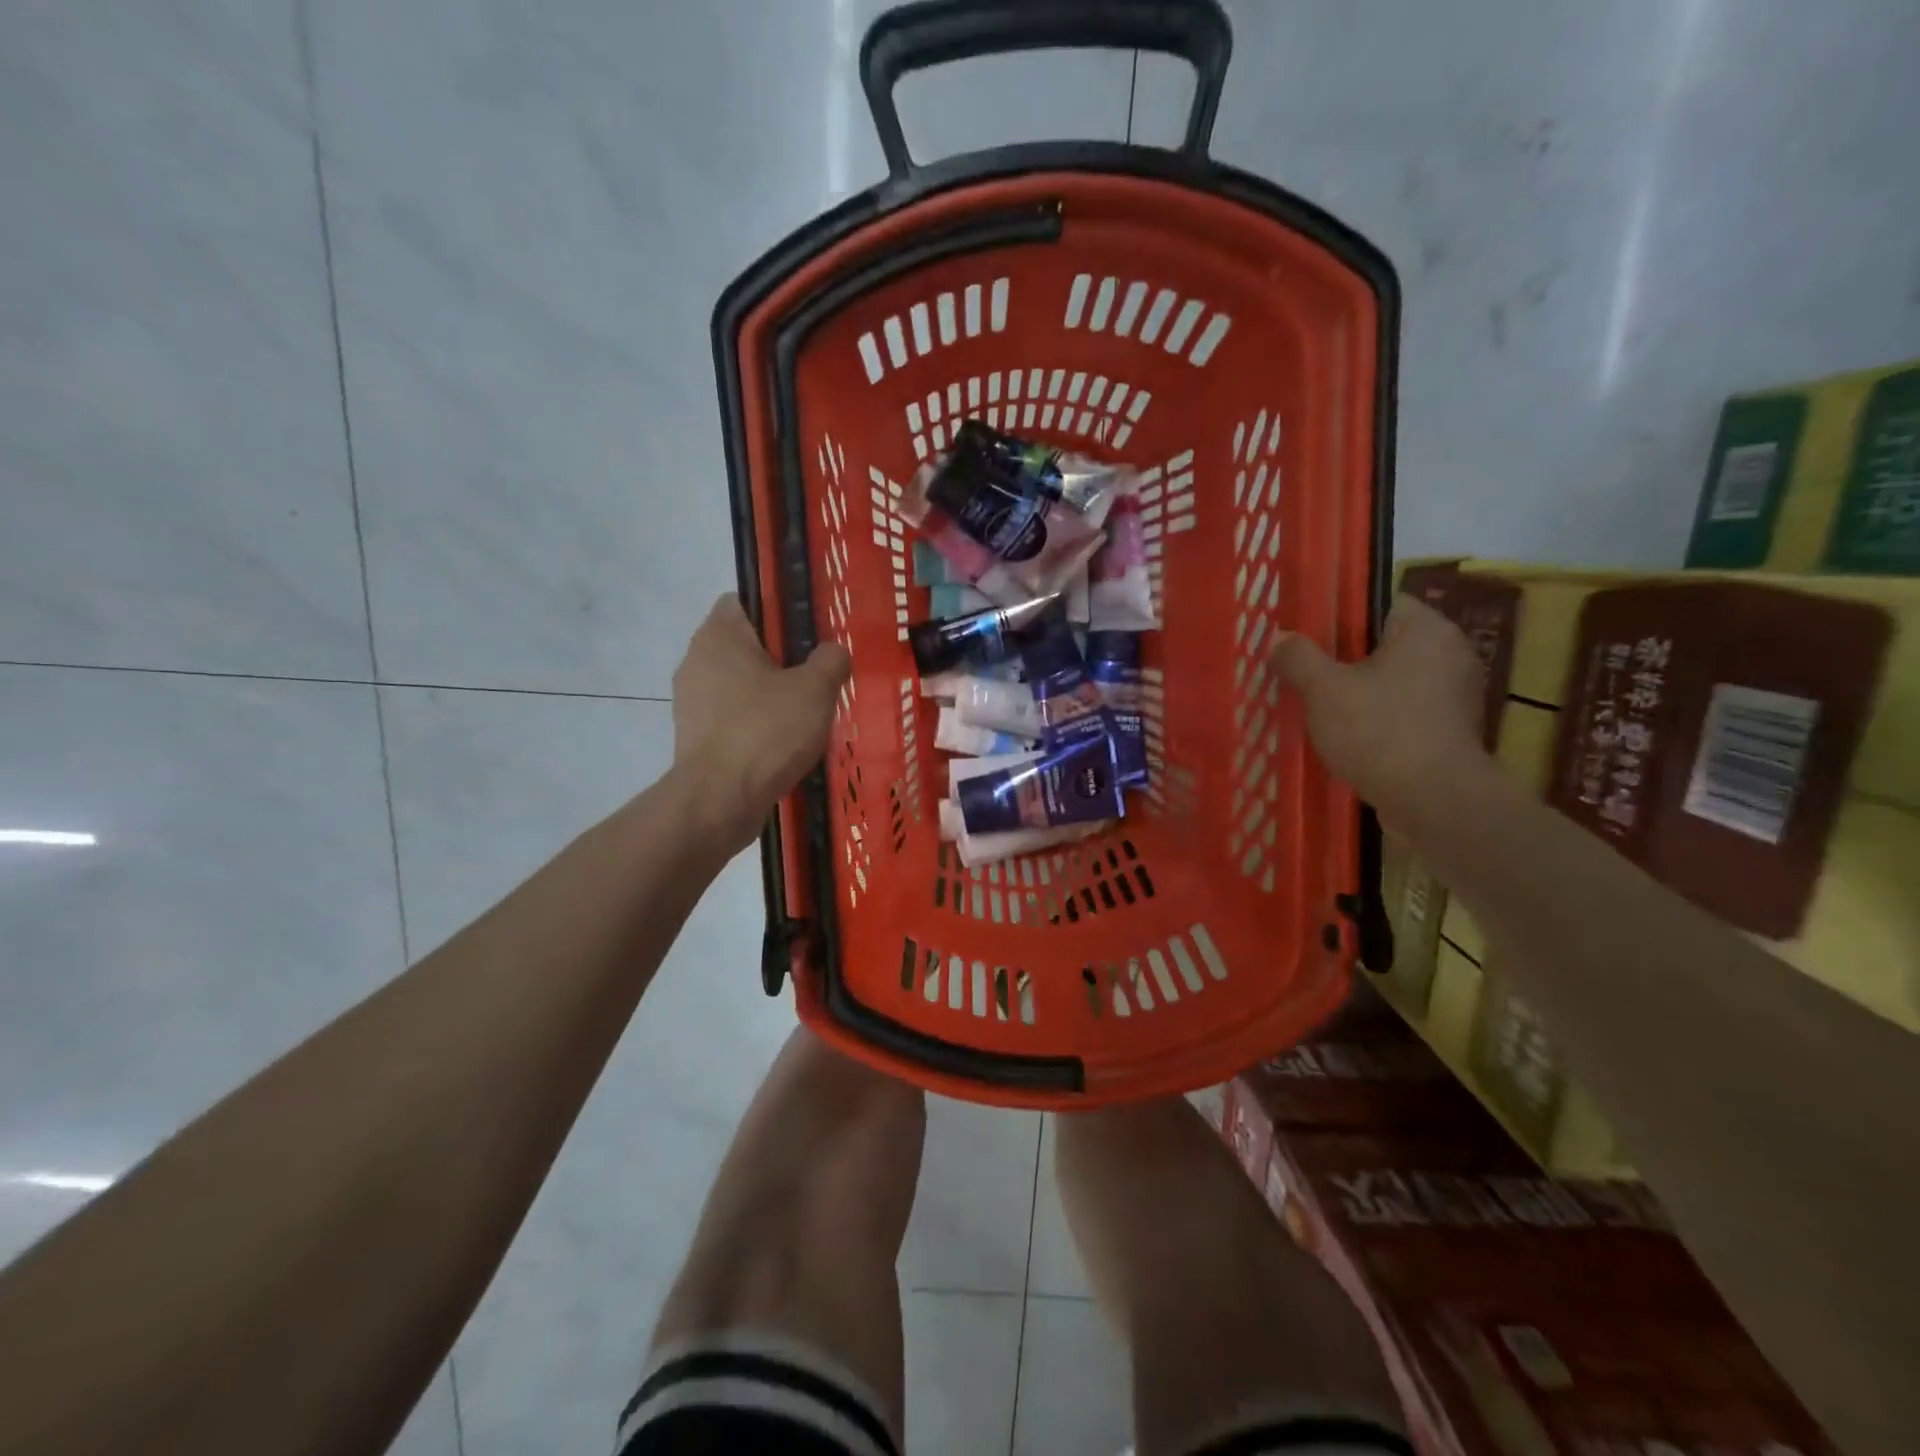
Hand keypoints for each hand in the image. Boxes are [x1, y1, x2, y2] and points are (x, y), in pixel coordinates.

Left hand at [671, 595, 851, 853]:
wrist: (720, 800)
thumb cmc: (767, 731)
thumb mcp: (816, 689)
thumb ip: (830, 661)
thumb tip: (832, 652)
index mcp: (720, 635)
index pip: (744, 600)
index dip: (777, 610)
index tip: (807, 633)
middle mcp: (697, 660)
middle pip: (743, 645)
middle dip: (779, 658)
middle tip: (817, 676)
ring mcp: (691, 701)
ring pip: (738, 684)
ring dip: (768, 694)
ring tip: (806, 714)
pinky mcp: (695, 737)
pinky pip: (732, 718)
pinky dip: (755, 724)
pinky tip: (784, 743)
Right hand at [1270, 594, 1487, 827]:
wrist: (1433, 801)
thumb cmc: (1379, 731)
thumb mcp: (1323, 690)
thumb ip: (1298, 657)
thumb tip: (1279, 638)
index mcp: (1426, 630)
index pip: (1379, 602)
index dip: (1339, 615)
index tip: (1306, 636)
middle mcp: (1449, 653)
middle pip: (1384, 643)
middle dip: (1344, 658)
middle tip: (1304, 672)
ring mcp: (1454, 694)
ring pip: (1392, 680)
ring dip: (1359, 691)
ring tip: (1318, 706)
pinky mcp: (1449, 730)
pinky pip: (1403, 710)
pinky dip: (1377, 718)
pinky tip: (1345, 735)